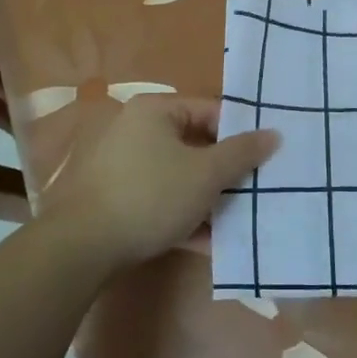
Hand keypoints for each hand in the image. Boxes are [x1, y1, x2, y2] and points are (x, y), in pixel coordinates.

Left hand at [44, 96, 281, 270]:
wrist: (82, 247)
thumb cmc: (151, 195)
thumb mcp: (205, 174)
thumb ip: (242, 153)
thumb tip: (274, 133)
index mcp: (155, 110)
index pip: (210, 111)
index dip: (241, 133)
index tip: (267, 158)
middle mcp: (136, 130)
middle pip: (195, 145)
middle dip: (226, 172)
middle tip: (258, 190)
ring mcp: (123, 166)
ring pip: (179, 177)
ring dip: (209, 199)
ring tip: (241, 220)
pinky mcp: (117, 200)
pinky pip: (161, 201)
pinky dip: (185, 217)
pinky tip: (211, 244)